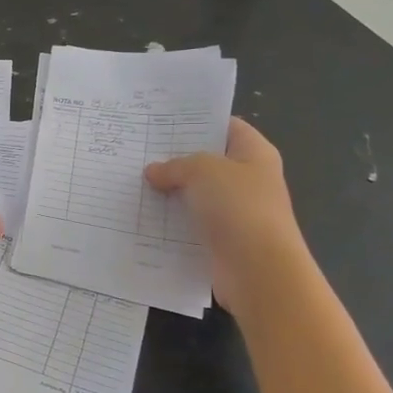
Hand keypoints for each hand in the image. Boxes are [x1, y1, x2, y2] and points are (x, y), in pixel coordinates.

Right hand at [144, 117, 303, 311]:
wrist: (258, 271)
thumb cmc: (238, 208)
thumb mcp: (202, 171)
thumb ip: (176, 165)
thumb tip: (154, 171)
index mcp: (254, 153)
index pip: (226, 126)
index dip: (197, 121)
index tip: (162, 122)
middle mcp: (248, 179)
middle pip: (208, 161)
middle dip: (175, 158)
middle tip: (139, 151)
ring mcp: (236, 212)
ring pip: (196, 194)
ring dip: (170, 192)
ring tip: (133, 182)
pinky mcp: (222, 240)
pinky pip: (191, 224)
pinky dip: (171, 222)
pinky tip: (143, 216)